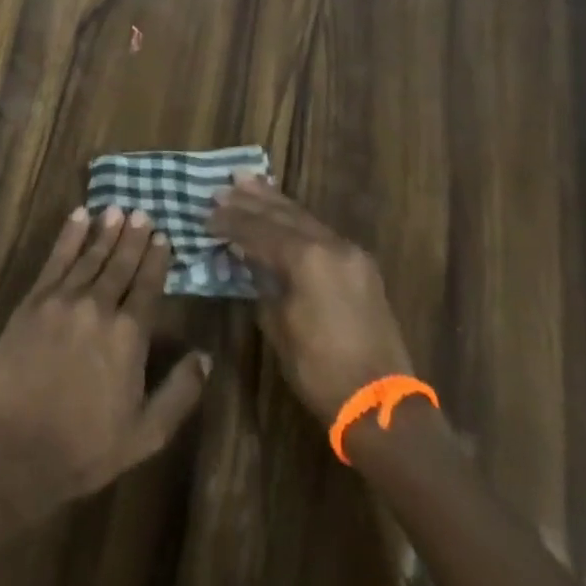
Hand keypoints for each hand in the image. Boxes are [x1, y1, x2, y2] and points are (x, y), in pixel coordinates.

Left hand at [0, 207, 210, 527]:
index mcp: (129, 336)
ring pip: (89, 256)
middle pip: (120, 264)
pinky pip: (54, 260)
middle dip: (133, 237)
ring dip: (105, 231)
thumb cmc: (85, 449)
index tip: (163, 238)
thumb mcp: (146, 434)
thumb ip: (180, 392)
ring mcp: (62, 301)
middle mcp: (98, 308)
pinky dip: (68, 236)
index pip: (147, 286)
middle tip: (142, 212)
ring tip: (117, 209)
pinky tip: (78, 217)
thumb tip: (206, 357)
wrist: (14, 452)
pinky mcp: (32, 303)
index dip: (156, 260)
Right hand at [210, 176, 415, 424]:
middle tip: (223, 187)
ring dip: (274, 202)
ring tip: (249, 182)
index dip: (230, 222)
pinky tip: (282, 212)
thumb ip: (262, 282)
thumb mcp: (278, 324)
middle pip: (283, 215)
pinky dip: (296, 220)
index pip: (259, 230)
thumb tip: (249, 259)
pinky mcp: (360, 266)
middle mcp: (331, 245)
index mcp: (307, 258)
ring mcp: (350, 253)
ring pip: (305, 218)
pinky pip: (321, 232)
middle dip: (250, 202)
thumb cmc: (319, 369)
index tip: (206, 214)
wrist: (379, 404)